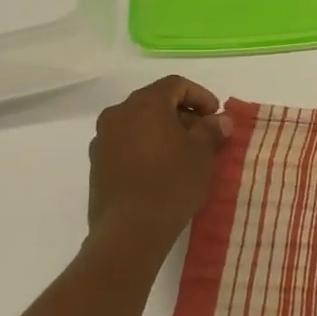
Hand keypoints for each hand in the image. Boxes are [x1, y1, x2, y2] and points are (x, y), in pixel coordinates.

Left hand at [86, 76, 232, 256]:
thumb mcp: (202, 154)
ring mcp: (103, 139)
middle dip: (182, 114)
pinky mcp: (97, 164)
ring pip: (139, 123)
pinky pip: (127, 143)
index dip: (201, 96)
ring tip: (184, 154)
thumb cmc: (171, 183)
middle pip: (155, 102)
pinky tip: (162, 169)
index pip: (176, 84)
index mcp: (144, 104)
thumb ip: (211, 130)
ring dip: (163, 131)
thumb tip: (219, 120)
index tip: (216, 117)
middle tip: (204, 135)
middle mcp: (118, 114)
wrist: (129, 231)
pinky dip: (146, 146)